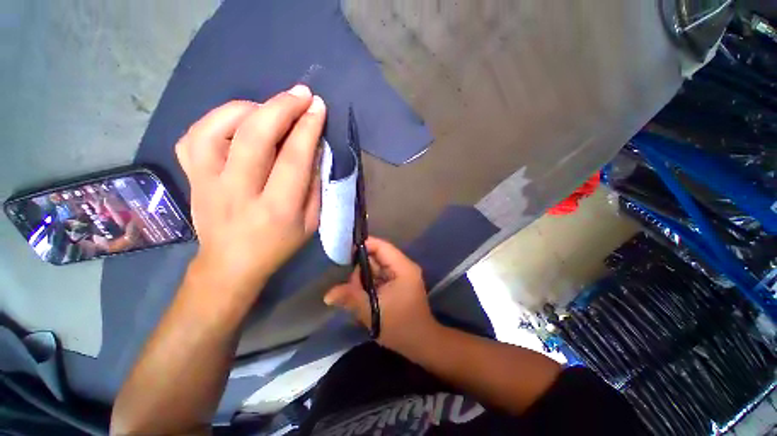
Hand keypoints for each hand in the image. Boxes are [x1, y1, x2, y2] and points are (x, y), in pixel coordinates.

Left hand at [176, 85, 324, 293]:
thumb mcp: (310, 222)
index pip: (293, 159)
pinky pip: (195, 135)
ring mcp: (206, 182)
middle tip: (301, 93)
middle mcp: (238, 192)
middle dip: (281, 107)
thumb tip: (314, 148)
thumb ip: (314, 185)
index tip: (318, 108)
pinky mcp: (191, 177)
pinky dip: (218, 119)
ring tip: (270, 107)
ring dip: (249, 108)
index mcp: (276, 209)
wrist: (230, 264)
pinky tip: (239, 121)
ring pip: (217, 128)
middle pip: (254, 136)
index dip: (307, 128)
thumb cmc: (278, 245)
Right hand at [324, 237, 438, 353]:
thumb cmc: (400, 327)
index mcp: (403, 267)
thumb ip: (351, 298)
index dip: (364, 246)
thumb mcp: (372, 312)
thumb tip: (328, 295)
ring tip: (355, 293)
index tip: (344, 252)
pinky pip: (380, 276)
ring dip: (364, 278)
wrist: (421, 343)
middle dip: (361, 268)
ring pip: (377, 267)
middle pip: (378, 257)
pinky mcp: (399, 283)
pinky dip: (370, 283)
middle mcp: (404, 267)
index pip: (382, 246)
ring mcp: (402, 275)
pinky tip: (363, 295)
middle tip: (350, 285)